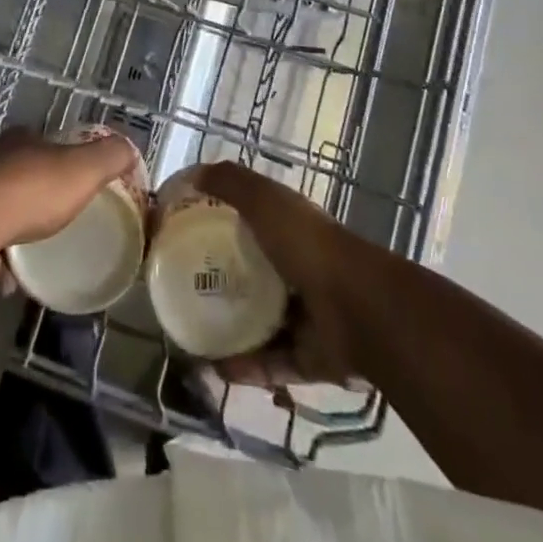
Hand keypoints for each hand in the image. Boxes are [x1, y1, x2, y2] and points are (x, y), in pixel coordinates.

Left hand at [0, 129, 138, 249]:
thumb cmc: (32, 191)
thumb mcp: (83, 171)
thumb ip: (109, 158)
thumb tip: (129, 148)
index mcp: (22, 141)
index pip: (41, 145)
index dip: (55, 164)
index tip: (66, 190)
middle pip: (11, 177)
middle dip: (27, 205)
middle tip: (43, 234)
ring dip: (3, 238)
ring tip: (17, 269)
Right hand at [192, 163, 376, 387]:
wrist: (358, 309)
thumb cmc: (307, 244)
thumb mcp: (265, 200)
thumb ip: (231, 183)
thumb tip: (194, 174)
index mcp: (291, 230)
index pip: (254, 223)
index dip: (224, 225)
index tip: (189, 234)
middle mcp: (299, 270)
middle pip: (255, 275)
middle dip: (223, 281)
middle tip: (184, 288)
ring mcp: (307, 316)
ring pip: (261, 323)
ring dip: (230, 330)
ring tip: (193, 334)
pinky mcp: (310, 357)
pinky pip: (271, 363)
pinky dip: (245, 367)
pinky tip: (214, 367)